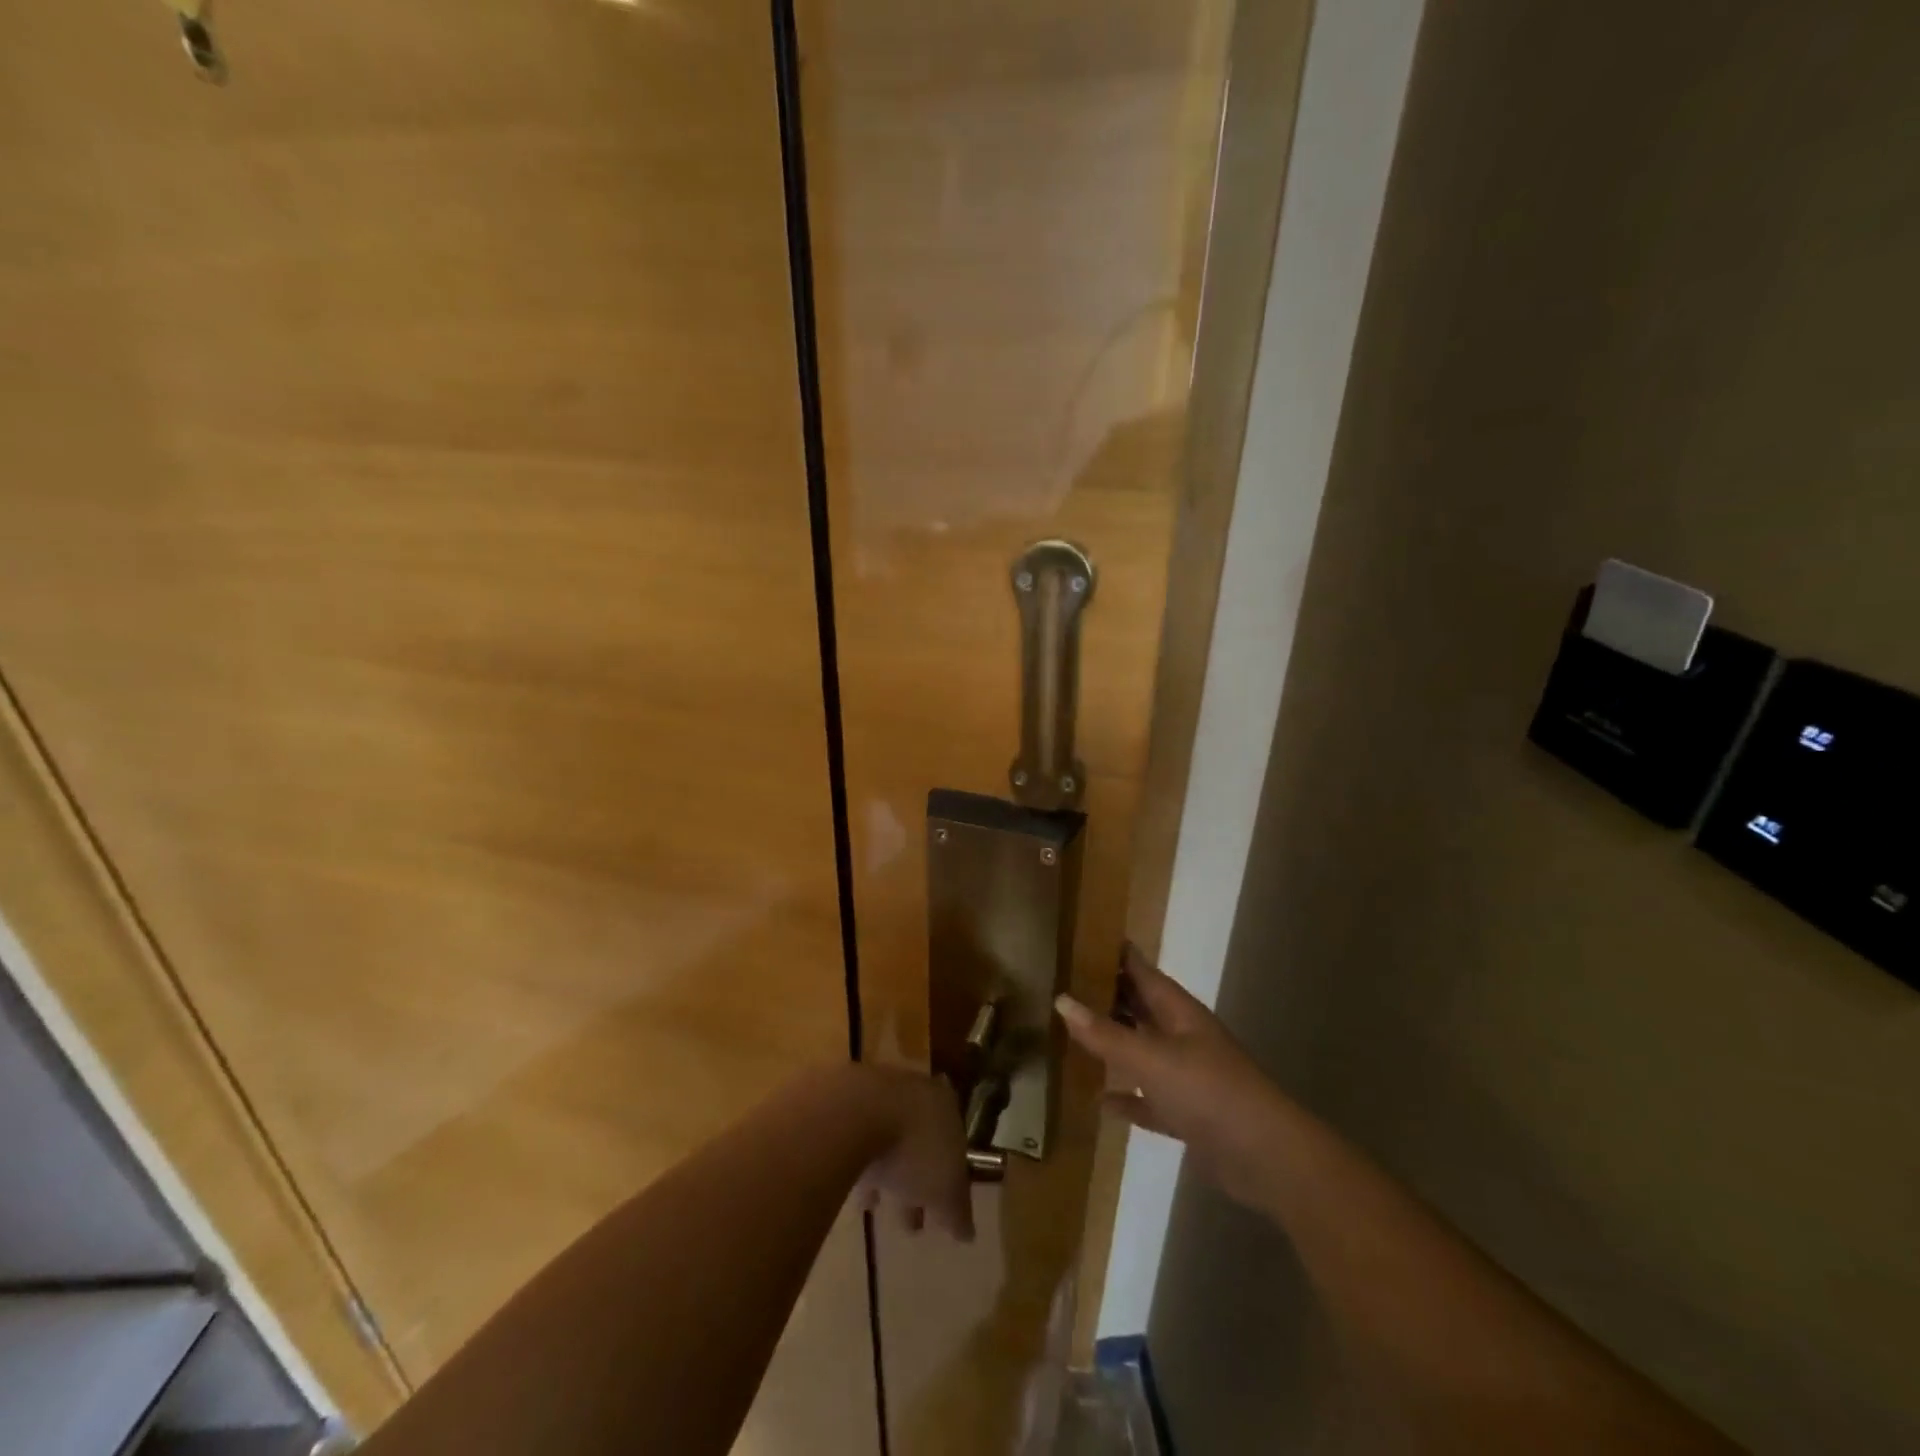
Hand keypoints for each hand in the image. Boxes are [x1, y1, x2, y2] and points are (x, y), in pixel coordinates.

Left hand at [851, 1067, 975, 1241]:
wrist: (856, 1113)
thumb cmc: (915, 1147)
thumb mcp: (946, 1188)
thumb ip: (958, 1209)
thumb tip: (967, 1232)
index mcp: (946, 1105)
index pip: (955, 1142)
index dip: (952, 1178)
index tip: (945, 1208)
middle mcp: (916, 1093)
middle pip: (921, 1141)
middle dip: (919, 1180)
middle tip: (915, 1221)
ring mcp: (879, 1097)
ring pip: (889, 1142)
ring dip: (888, 1175)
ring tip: (881, 1211)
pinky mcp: (848, 1107)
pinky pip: (860, 1144)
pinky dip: (862, 1168)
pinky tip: (858, 1197)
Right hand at [1056, 944, 1292, 1209]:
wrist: (1267, 1159)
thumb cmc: (1209, 1092)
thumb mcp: (1151, 1058)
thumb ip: (1105, 1034)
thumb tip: (1061, 999)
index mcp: (1178, 1012)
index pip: (1142, 971)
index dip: (1115, 954)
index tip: (1080, 938)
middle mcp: (1182, 1037)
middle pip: (1140, 1008)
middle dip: (1107, 996)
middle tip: (1063, 984)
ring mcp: (1186, 1077)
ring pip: (1142, 1051)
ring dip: (1114, 1044)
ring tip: (1072, 1034)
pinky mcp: (1187, 1115)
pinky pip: (1148, 1099)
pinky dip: (1127, 1098)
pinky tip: (1099, 1101)